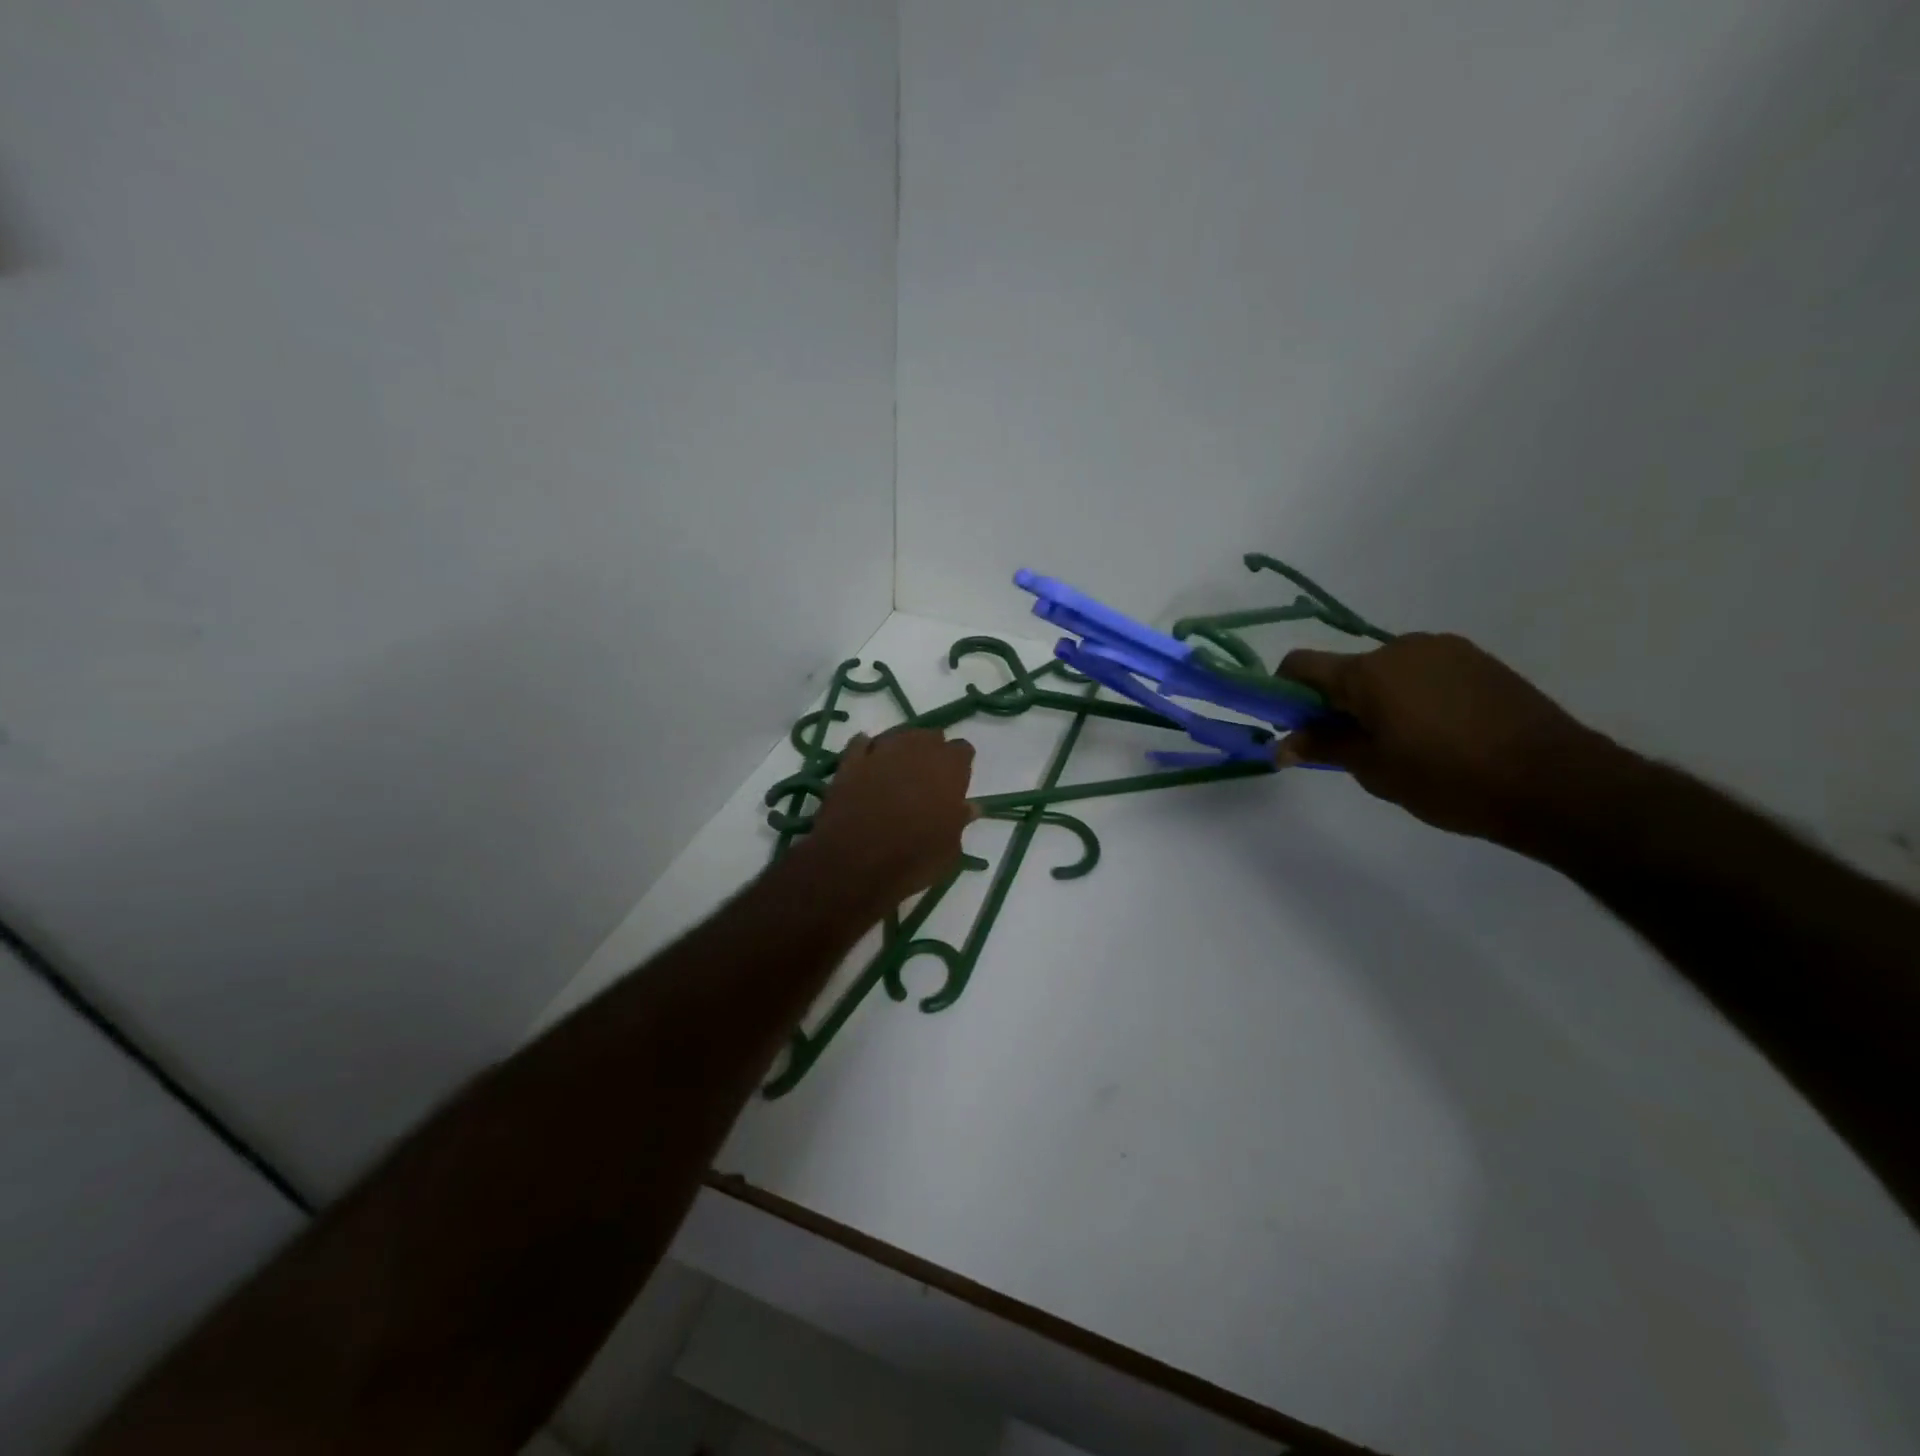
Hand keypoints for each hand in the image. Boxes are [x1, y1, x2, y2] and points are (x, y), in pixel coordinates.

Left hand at [805, 729, 977, 908]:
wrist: (853, 863)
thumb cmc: (912, 859)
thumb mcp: (949, 850)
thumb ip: (961, 821)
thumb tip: (970, 807)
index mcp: (949, 768)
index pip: (963, 750)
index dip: (959, 766)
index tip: (956, 783)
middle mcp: (917, 750)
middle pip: (930, 737)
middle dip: (931, 753)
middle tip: (927, 778)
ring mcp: (880, 752)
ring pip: (898, 735)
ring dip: (902, 748)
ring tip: (899, 770)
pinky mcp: (849, 761)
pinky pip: (861, 744)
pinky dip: (867, 750)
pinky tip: (869, 761)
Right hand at [1277, 632, 1617, 846]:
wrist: (1556, 782)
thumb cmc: (1449, 779)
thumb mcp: (1374, 770)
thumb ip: (1323, 748)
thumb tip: (1281, 745)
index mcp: (1368, 672)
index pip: (1301, 665)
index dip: (1284, 692)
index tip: (1292, 725)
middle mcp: (1402, 648)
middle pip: (1346, 669)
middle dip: (1337, 702)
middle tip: (1352, 747)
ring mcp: (1445, 650)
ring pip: (1387, 671)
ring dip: (1377, 699)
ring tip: (1403, 743)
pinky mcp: (1479, 661)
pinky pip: (1424, 672)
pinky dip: (1413, 695)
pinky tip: (1438, 732)